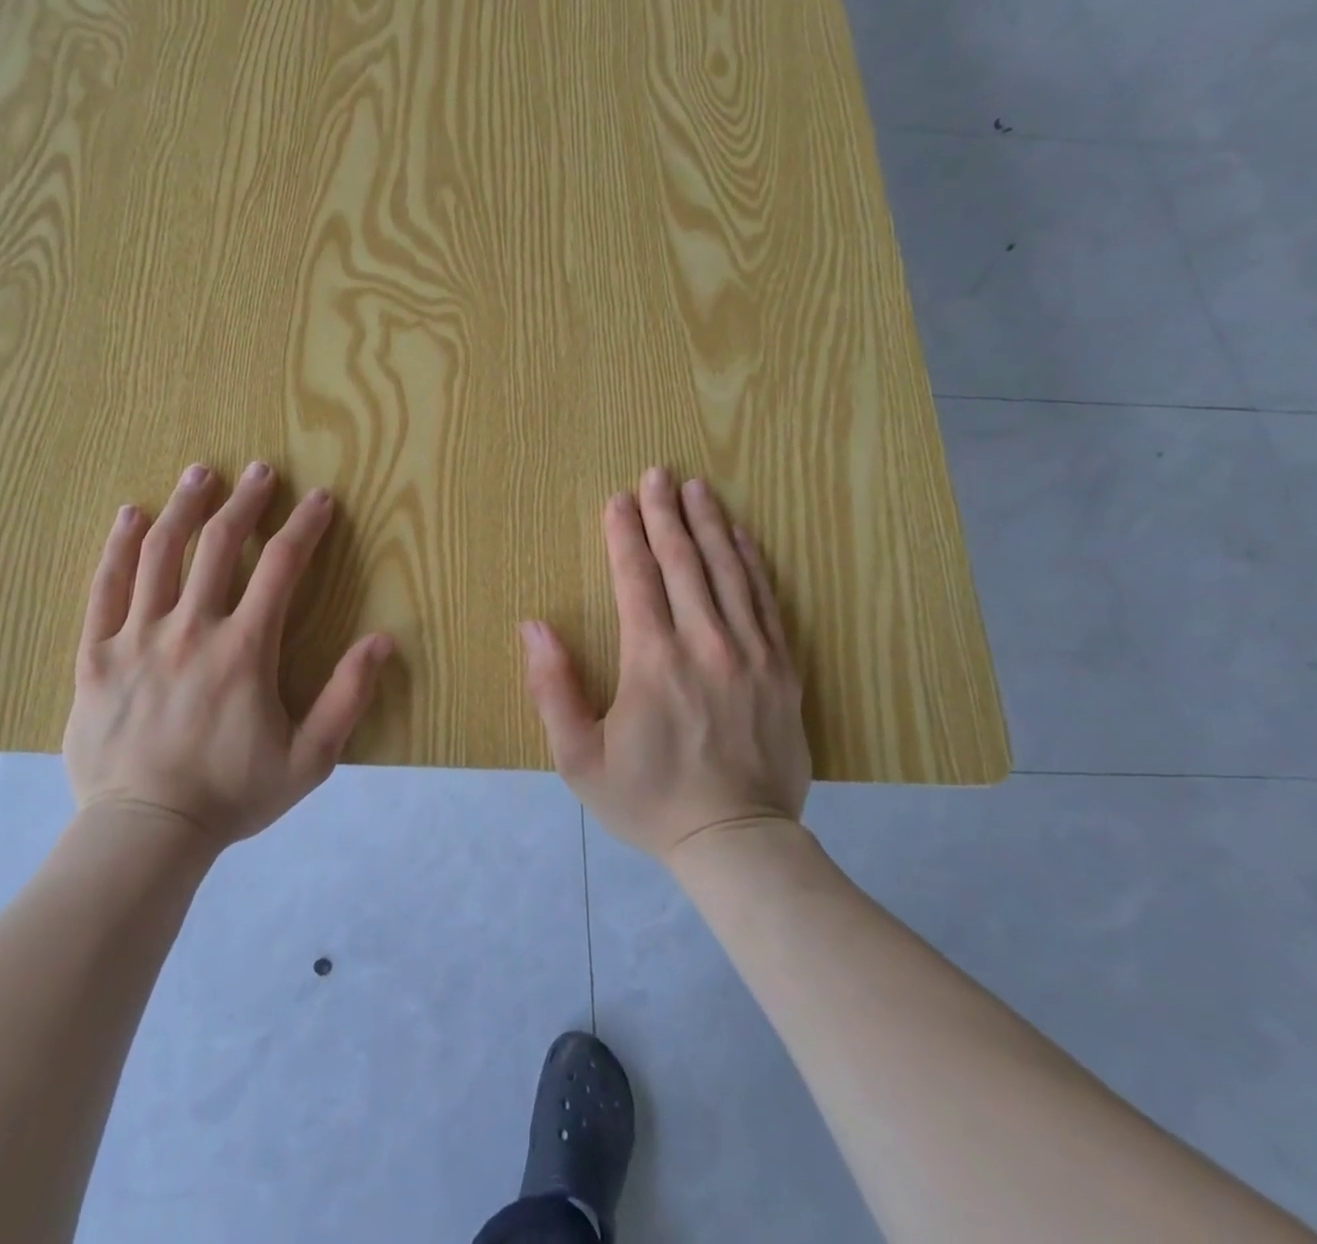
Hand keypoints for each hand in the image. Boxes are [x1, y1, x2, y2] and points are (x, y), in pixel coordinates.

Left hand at [63, 461, 394, 848]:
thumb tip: (382, 641)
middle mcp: (190, 628)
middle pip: (220, 545)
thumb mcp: (309, 758)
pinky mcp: (96, 654)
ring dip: (184, 507)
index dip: (305, 526)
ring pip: (160, 554)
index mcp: (244, 649)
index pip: (281, 567)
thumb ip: (347, 698)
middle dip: (246, 501)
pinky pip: (105, 588)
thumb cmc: (231, 794)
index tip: (320, 498)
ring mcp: (137, 637)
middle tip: (260, 470)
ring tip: (200, 475)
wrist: (144, 833)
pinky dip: (119, 546)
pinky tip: (131, 516)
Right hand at [519, 467, 811, 863]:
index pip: (636, 578)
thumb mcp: (578, 758)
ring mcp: (751, 654)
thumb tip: (533, 626)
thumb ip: (552, 689)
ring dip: (710, 525)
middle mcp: (705, 644)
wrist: (736, 844)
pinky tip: (743, 537)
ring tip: (698, 488)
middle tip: (657, 472)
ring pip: (729, 572)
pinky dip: (753, 562)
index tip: (617, 500)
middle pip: (684, 562)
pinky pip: (767, 602)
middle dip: (666, 513)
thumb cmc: (648, 799)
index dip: (624, 534)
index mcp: (653, 661)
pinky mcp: (783, 670)